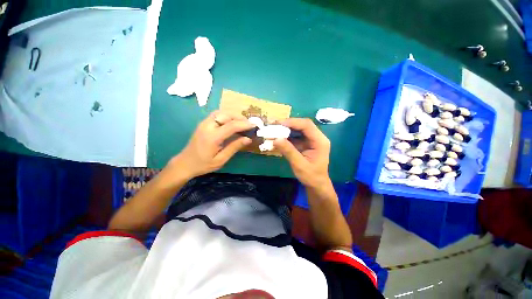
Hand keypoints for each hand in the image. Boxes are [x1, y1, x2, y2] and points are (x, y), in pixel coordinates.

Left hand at [168, 111, 253, 178]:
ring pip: (221, 112)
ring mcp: (204, 123)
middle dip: (240, 117)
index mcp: (212, 137)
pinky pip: (217, 114)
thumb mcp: (221, 159)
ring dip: (234, 115)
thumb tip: (248, 139)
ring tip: (242, 122)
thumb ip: (234, 147)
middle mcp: (207, 126)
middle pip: (226, 114)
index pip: (231, 126)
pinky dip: (227, 115)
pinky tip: (232, 122)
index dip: (244, 124)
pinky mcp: (203, 123)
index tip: (254, 126)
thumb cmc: (204, 164)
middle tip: (249, 124)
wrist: (185, 163)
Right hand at [273, 118, 331, 187]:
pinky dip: (286, 136)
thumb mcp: (299, 165)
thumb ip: (289, 151)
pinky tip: (278, 137)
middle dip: (288, 124)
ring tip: (274, 130)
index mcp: (320, 141)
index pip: (307, 125)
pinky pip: (295, 136)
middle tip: (274, 125)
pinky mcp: (305, 143)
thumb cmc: (311, 176)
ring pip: (298, 129)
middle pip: (302, 125)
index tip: (278, 124)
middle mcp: (317, 137)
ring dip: (286, 129)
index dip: (292, 122)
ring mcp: (311, 140)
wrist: (316, 184)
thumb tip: (276, 139)